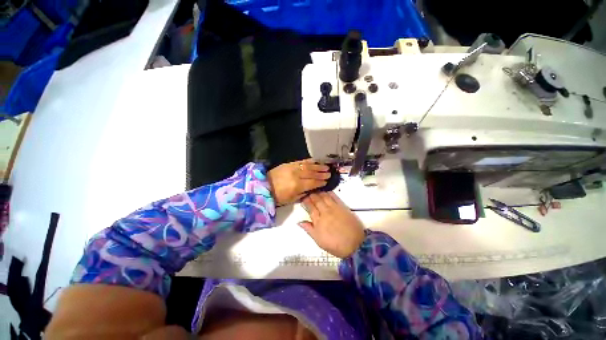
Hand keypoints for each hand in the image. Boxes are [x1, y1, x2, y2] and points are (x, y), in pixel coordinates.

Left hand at [267, 159, 329, 205]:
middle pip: (312, 173)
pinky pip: (301, 161)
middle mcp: (296, 175)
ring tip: (325, 166)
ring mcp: (292, 168)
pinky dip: (309, 161)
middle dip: (321, 173)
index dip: (320, 182)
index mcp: (297, 186)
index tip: (327, 181)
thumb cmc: (278, 196)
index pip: (312, 183)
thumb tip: (312, 189)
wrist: (264, 186)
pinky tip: (315, 161)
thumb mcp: (291, 199)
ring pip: (308, 166)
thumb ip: (303, 194)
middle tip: (329, 173)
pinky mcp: (289, 164)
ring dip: (318, 166)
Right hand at [299, 192, 364, 257]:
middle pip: (317, 200)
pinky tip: (327, 191)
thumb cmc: (335, 245)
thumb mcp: (319, 241)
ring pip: (325, 197)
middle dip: (312, 195)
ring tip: (316, 189)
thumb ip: (309, 229)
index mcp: (318, 221)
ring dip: (319, 192)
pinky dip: (330, 193)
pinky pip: (335, 197)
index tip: (303, 197)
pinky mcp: (343, 207)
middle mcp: (325, 212)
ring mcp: (334, 208)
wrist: (355, 245)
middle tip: (309, 191)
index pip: (310, 208)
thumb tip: (299, 222)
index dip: (306, 201)